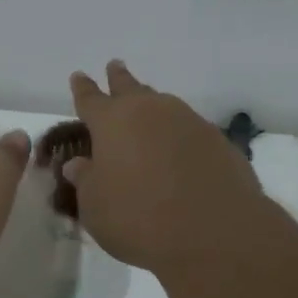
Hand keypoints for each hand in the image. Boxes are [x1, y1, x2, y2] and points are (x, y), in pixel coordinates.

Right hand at [64, 60, 264, 276]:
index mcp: (113, 122)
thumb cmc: (140, 219)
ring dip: (152, 105)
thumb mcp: (96, 207)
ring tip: (147, 109)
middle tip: (115, 66)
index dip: (83, 89)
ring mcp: (189, 122)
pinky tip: (178, 149)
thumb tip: (79, 164)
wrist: (215, 231)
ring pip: (163, 105)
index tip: (79, 76)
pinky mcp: (218, 141)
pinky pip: (189, 130)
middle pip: (131, 88)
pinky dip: (178, 135)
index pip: (91, 99)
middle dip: (119, 78)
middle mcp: (151, 112)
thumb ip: (86, 181)